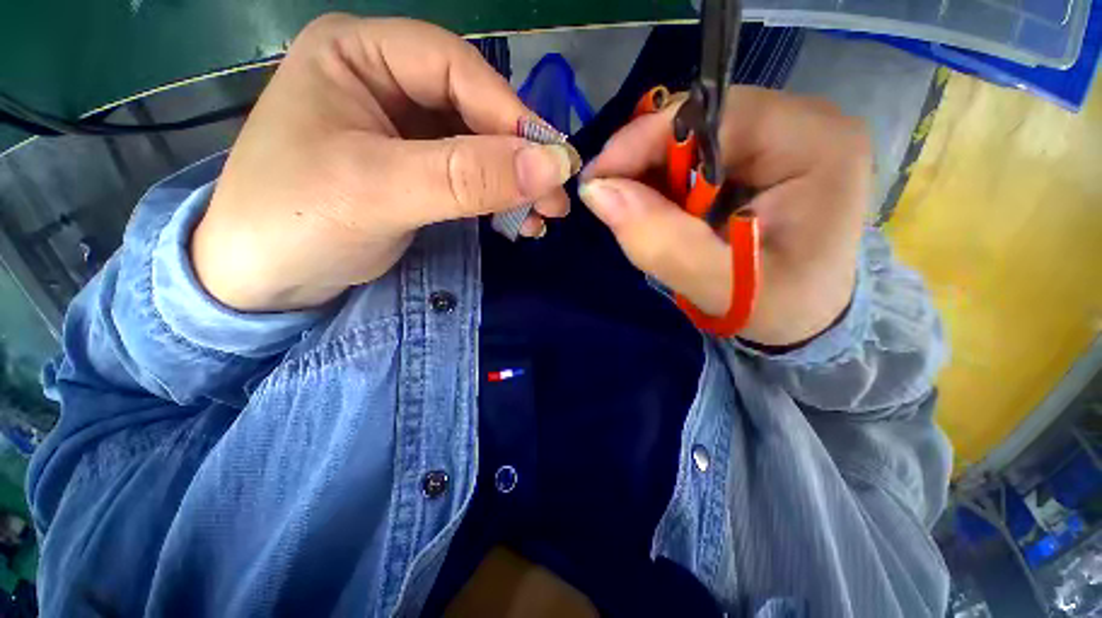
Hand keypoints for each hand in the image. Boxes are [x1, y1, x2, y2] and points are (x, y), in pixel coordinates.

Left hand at [191, 15, 576, 311]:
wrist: (261, 281)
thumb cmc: (294, 222)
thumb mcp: (381, 192)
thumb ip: (468, 177)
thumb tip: (552, 167)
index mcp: (359, 54)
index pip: (455, 68)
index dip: (510, 114)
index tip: (554, 162)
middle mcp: (385, 81)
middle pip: (474, 109)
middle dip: (518, 158)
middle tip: (556, 199)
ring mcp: (403, 130)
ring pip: (479, 147)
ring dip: (514, 184)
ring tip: (542, 218)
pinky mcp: (416, 170)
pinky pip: (470, 176)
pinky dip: (498, 199)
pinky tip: (518, 221)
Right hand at [579, 88, 869, 346]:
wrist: (810, 316)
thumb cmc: (781, 308)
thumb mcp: (722, 288)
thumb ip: (661, 243)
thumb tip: (597, 192)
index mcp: (815, 144)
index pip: (713, 117)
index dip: (645, 142)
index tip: (596, 180)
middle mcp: (805, 123)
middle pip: (701, 121)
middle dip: (645, 161)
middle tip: (609, 199)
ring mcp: (785, 134)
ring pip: (694, 136)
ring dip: (653, 173)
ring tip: (634, 211)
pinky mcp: (764, 154)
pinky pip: (698, 154)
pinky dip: (667, 181)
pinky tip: (661, 209)